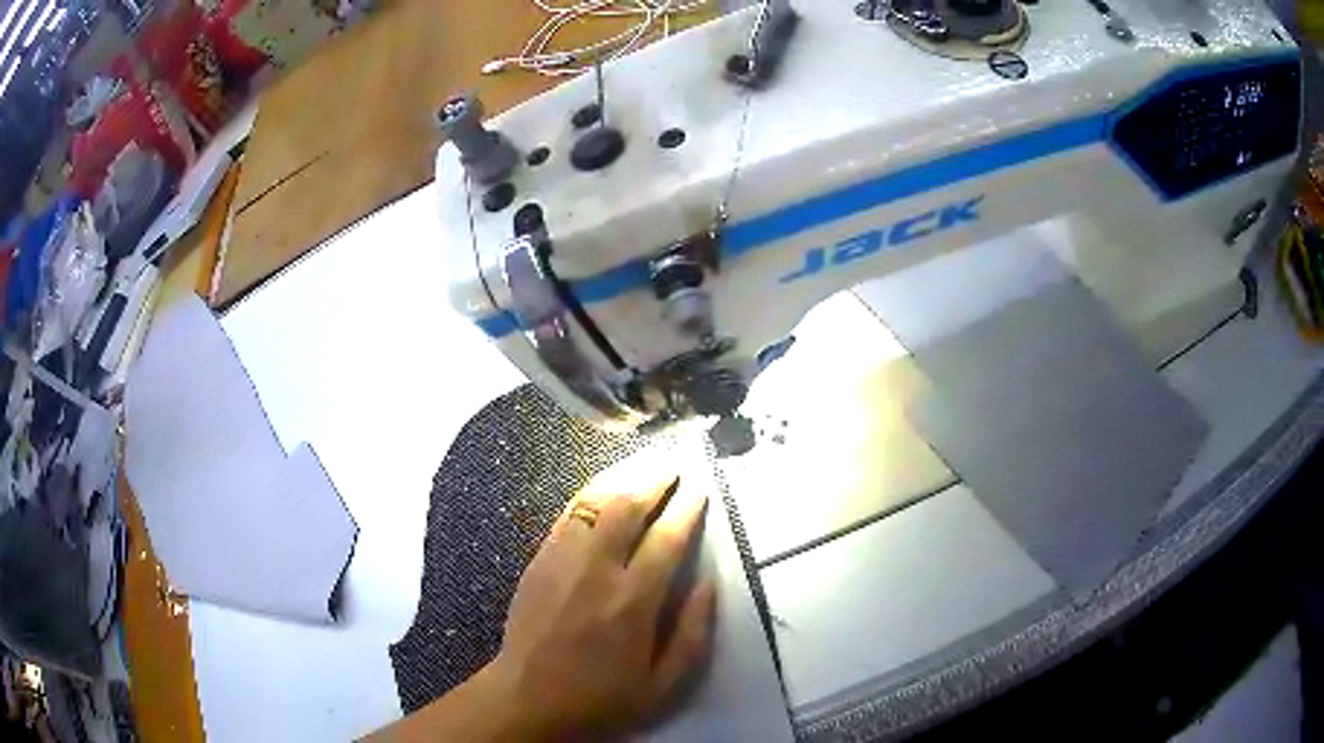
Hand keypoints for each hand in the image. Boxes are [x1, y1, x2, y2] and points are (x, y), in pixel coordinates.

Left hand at [489, 464, 716, 739]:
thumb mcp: (664, 685)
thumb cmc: (602, 698)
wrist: (528, 699)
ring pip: (593, 503)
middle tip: (674, 465)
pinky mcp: (538, 562)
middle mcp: (596, 571)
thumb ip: (693, 634)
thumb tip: (708, 584)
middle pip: (627, 508)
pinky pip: (566, 517)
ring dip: (621, 480)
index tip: (700, 488)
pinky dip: (589, 497)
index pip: (666, 540)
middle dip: (654, 481)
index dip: (687, 509)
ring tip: (643, 466)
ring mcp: (561, 561)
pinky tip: (602, 492)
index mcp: (632, 601)